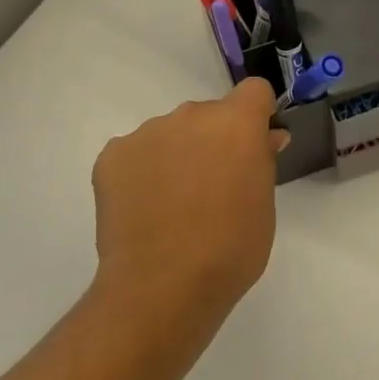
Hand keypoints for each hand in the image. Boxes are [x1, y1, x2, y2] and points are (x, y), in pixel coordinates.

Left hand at [91, 80, 288, 337]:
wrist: (161, 288)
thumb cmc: (229, 250)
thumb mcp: (264, 206)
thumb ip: (263, 162)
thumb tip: (265, 138)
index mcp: (235, 123)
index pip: (254, 91)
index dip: (257, 114)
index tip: (255, 144)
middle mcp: (190, 116)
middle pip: (209, 115)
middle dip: (214, 140)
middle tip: (212, 187)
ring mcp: (147, 133)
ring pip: (170, 133)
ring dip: (177, 154)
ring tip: (172, 206)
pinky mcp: (112, 156)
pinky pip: (135, 153)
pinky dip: (142, 172)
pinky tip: (143, 210)